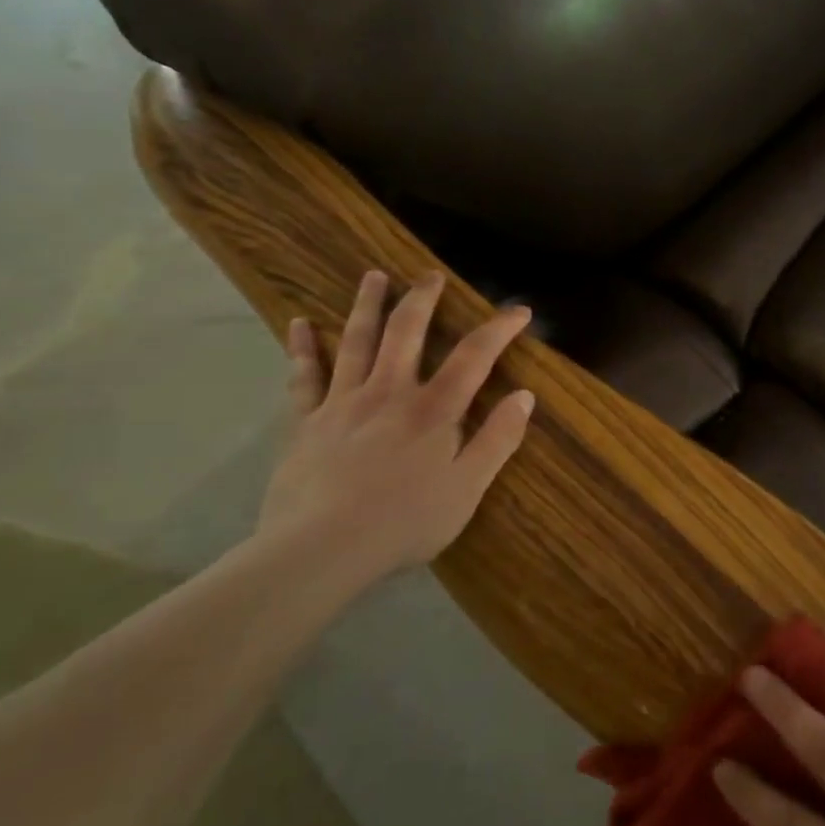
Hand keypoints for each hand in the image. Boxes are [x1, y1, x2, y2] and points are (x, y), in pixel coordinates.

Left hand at [256, 269, 534, 586]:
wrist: (319, 550)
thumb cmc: (404, 521)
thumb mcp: (468, 488)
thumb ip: (498, 439)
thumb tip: (525, 397)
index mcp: (434, 409)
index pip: (474, 356)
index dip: (500, 329)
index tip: (519, 310)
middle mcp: (389, 392)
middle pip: (407, 333)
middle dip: (422, 300)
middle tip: (429, 275)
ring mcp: (343, 403)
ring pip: (357, 342)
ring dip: (367, 306)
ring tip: (373, 277)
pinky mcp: (305, 422)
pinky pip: (304, 377)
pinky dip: (302, 348)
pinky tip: (299, 324)